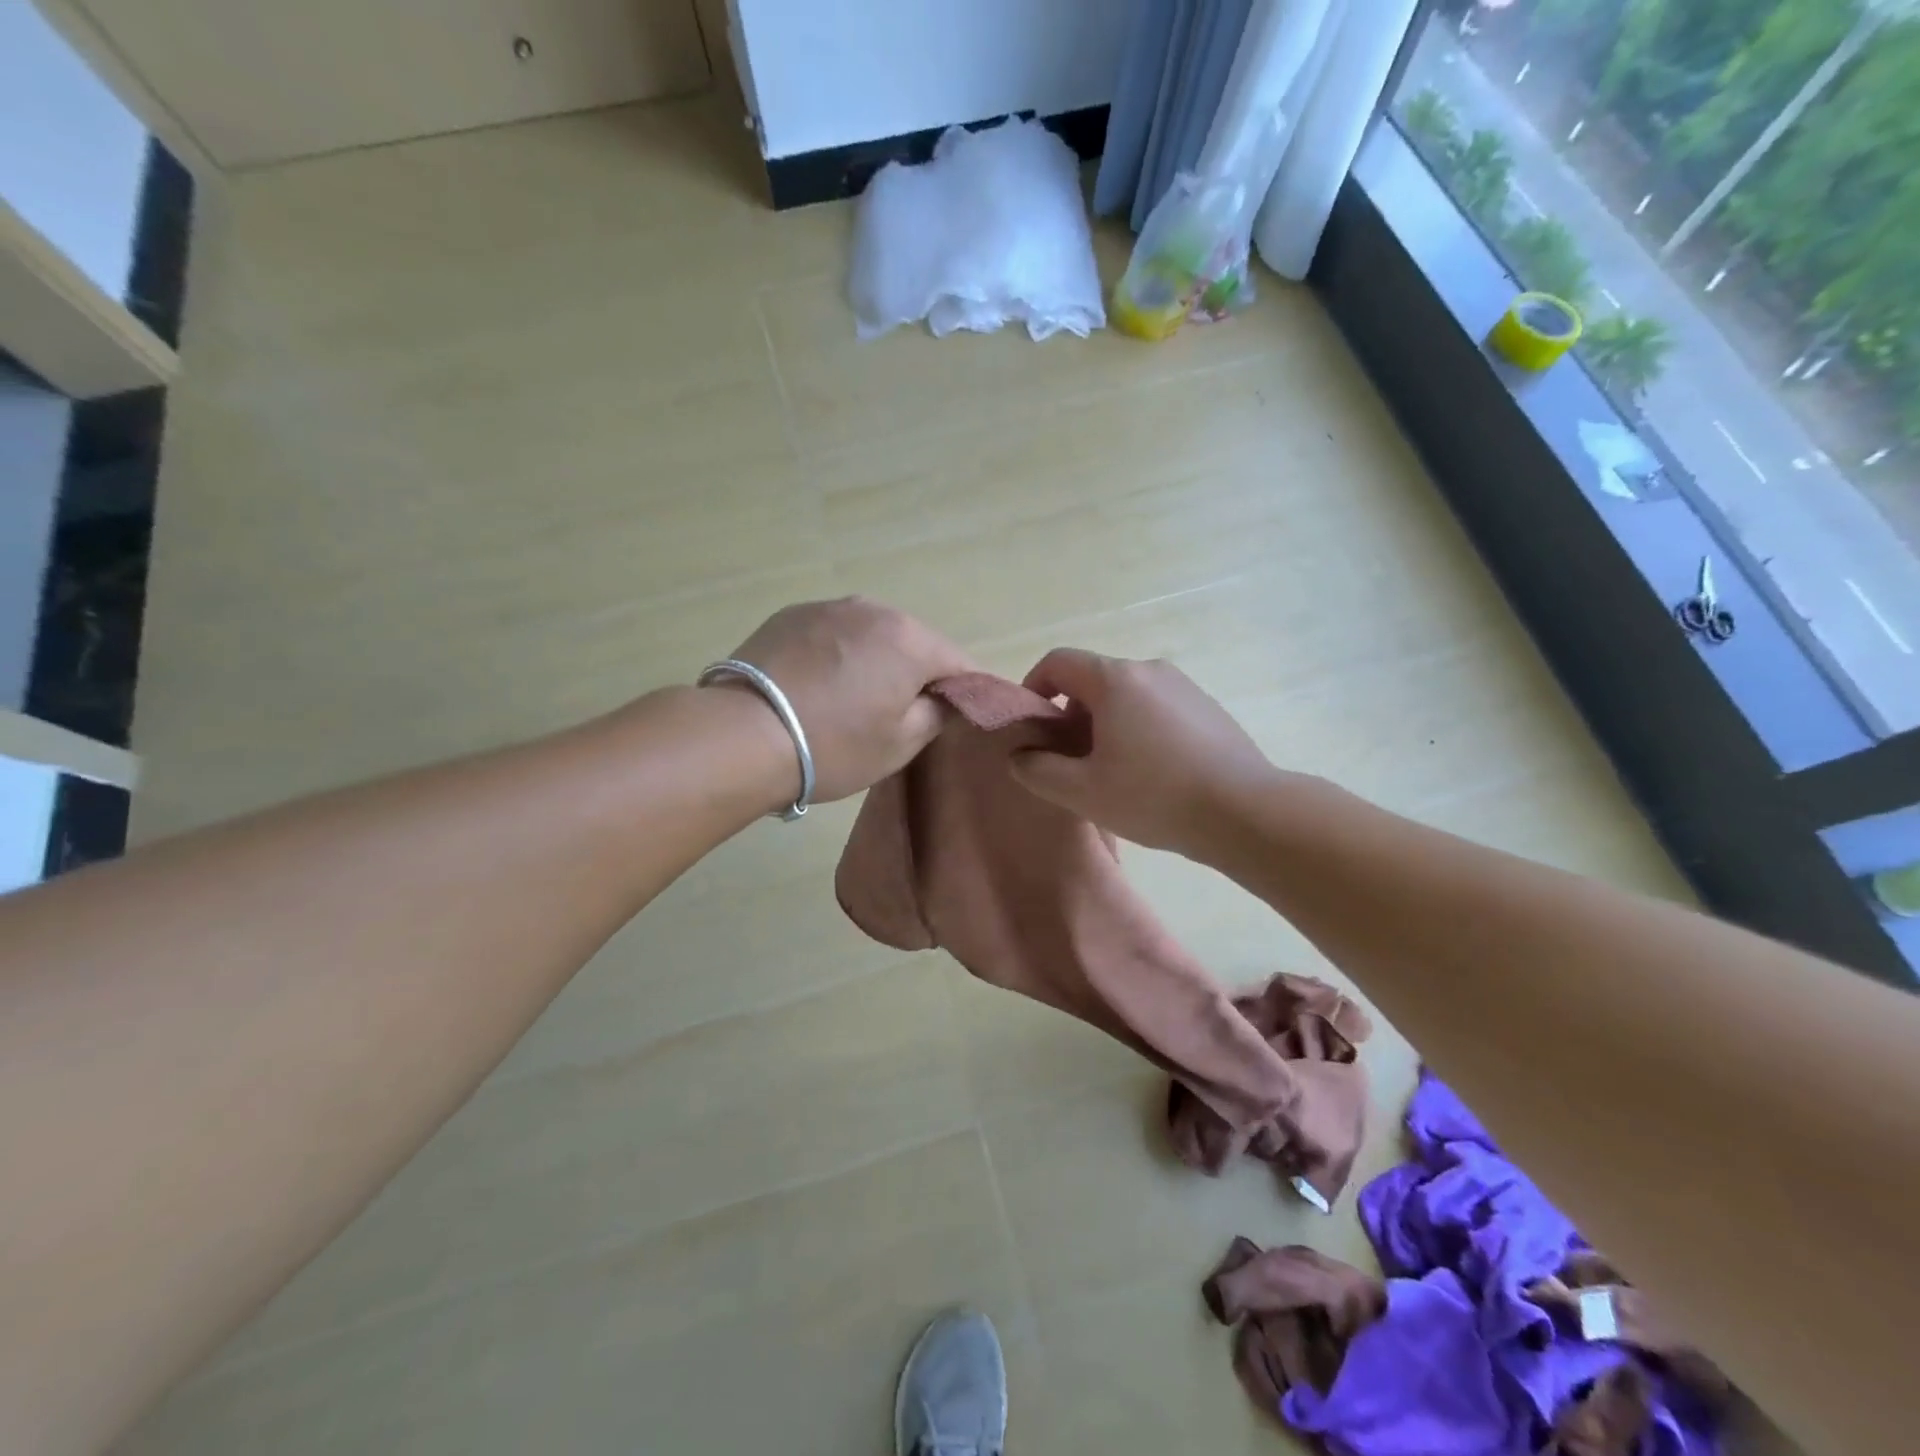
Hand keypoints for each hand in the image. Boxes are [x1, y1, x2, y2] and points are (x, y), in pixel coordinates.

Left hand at [719, 597, 974, 803]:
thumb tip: (944, 697)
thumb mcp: (900, 743)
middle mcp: (873, 609)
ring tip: (852, 698)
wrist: (741, 735)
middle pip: (913, 642)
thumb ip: (936, 713)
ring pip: (870, 634)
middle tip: (898, 713)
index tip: (955, 715)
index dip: (964, 690)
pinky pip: (832, 633)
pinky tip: (817, 685)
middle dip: (915, 672)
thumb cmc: (833, 745)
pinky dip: (837, 654)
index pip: (959, 662)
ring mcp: (827, 607)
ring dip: (874, 659)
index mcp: (909, 639)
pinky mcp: (789, 615)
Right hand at [1009, 648, 1277, 856]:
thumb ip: (1037, 769)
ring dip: (1105, 724)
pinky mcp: (1208, 708)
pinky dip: (1139, 728)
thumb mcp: (1081, 791)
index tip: (1033, 727)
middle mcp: (1149, 669)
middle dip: (1071, 714)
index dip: (1034, 688)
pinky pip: (1157, 708)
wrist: (1245, 811)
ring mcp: (1184, 686)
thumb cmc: (1153, 796)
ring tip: (1112, 771)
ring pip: (1127, 695)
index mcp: (1115, 679)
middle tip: (1070, 760)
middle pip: (1093, 679)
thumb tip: (1020, 755)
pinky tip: (1152, 772)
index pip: (1058, 662)